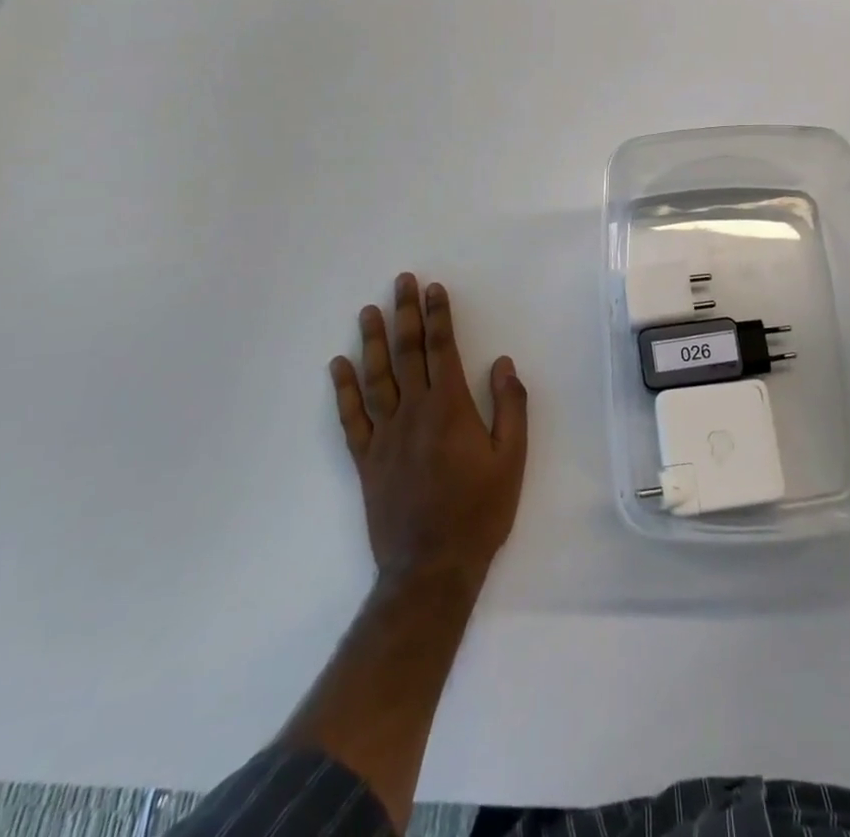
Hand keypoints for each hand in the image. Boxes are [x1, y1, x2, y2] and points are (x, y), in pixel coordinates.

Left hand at [330, 273, 528, 590]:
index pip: (442, 349)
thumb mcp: (512, 459)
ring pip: (376, 377)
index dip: (438, 316)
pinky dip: (343, 389)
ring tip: (369, 311)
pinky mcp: (366, 460)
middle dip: (405, 314)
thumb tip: (502, 363)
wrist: (431, 567)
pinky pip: (351, 418)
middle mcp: (414, 412)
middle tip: (400, 282)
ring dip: (373, 341)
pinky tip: (338, 366)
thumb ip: (510, 407)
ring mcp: (385, 435)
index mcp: (450, 408)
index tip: (433, 288)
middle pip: (407, 353)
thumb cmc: (479, 510)